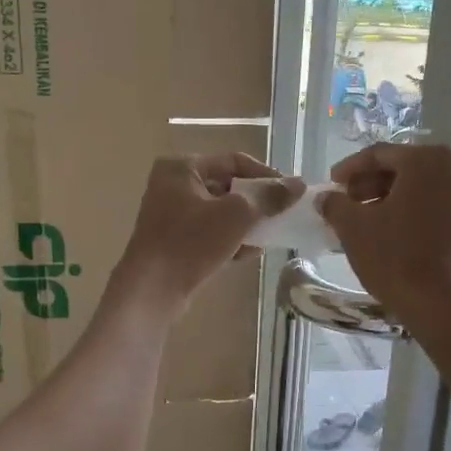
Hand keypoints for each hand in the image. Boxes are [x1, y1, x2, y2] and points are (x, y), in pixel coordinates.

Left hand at [112, 153, 302, 313]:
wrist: (152, 289)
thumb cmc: (192, 242)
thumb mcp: (237, 214)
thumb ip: (269, 197)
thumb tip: (298, 184)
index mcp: (182, 167)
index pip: (234, 161)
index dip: (266, 174)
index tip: (291, 192)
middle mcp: (172, 185)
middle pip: (226, 186)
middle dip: (256, 202)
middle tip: (282, 214)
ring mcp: (170, 215)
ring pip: (219, 212)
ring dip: (246, 223)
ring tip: (269, 236)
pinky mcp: (173, 242)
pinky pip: (209, 233)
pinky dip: (229, 239)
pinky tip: (249, 254)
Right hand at [319, 143, 450, 331]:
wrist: (437, 302)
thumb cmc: (394, 256)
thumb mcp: (353, 227)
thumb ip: (335, 204)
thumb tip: (325, 197)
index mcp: (425, 160)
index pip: (378, 155)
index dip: (349, 168)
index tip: (330, 184)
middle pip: (400, 169)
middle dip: (368, 185)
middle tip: (343, 202)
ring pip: (416, 189)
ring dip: (385, 200)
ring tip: (359, 219)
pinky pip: (430, 207)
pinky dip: (406, 212)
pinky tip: (384, 231)